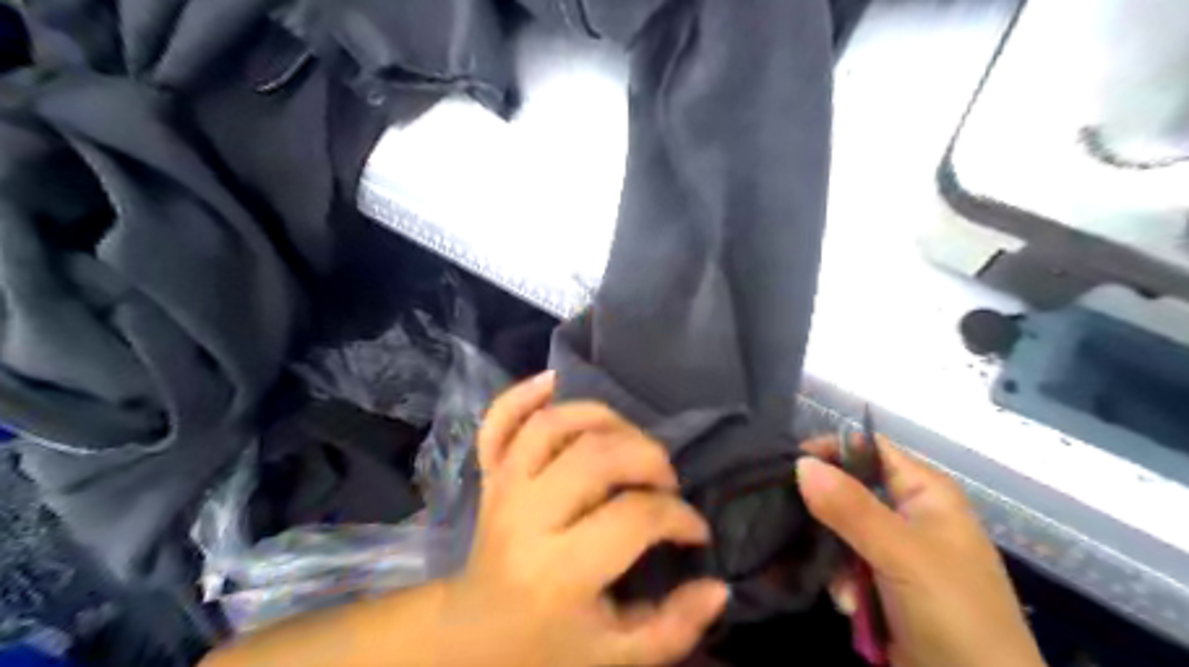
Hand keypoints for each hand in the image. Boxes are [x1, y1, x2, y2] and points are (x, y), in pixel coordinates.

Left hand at [440, 376, 729, 666]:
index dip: (679, 517)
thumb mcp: (615, 657)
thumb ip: (674, 629)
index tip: (694, 530)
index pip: (635, 517)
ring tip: (630, 442)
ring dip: (602, 419)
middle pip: (596, 457)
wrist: (473, 636)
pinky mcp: (489, 476)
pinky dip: (523, 395)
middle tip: (666, 482)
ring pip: (552, 426)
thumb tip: (718, 585)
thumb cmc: (547, 646)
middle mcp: (528, 518)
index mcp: (560, 571)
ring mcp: (503, 489)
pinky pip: (498, 422)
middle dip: (647, 458)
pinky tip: (554, 381)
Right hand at [797, 438, 1042, 666]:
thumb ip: (850, 507)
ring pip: (841, 529)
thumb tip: (800, 462)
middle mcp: (909, 512)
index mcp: (925, 492)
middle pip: (848, 489)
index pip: (868, 448)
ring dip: (832, 556)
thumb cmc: (954, 614)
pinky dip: (841, 581)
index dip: (830, 450)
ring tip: (841, 588)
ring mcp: (896, 549)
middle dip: (824, 513)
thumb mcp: (901, 555)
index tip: (788, 466)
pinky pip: (846, 562)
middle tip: (795, 524)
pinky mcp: (884, 581)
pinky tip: (849, 604)